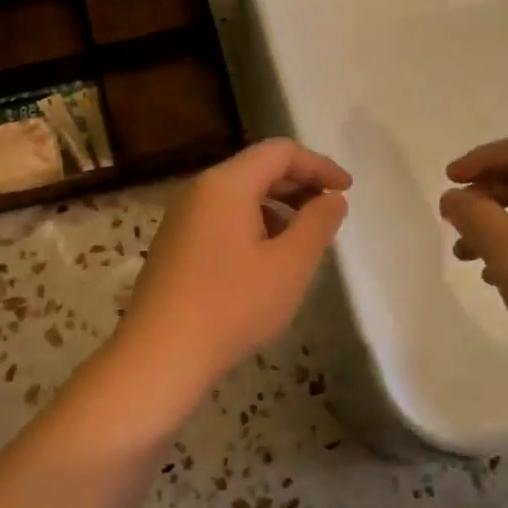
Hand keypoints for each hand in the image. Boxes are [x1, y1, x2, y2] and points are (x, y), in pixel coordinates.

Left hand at [115, 138, 350, 403]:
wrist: (160, 354)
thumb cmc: (232, 306)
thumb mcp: (290, 265)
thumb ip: (318, 224)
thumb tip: (332, 198)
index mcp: (225, 184)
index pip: (279, 152)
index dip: (319, 165)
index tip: (347, 190)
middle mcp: (198, 191)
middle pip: (256, 170)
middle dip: (298, 185)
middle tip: (330, 213)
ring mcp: (180, 219)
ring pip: (238, 197)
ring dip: (276, 208)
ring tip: (302, 242)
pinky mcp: (173, 246)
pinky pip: (220, 220)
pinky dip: (252, 227)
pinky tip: (266, 262)